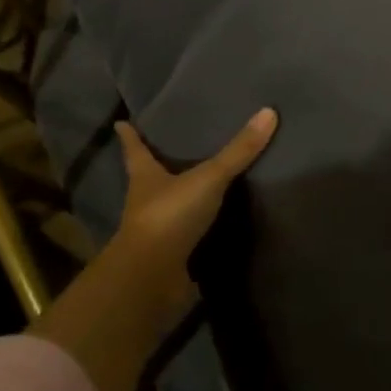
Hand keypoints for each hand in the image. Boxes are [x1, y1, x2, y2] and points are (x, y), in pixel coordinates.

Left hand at [112, 109, 278, 269]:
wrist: (153, 279)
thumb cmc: (170, 216)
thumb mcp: (208, 178)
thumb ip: (238, 151)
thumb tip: (269, 111)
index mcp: (145, 177)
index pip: (134, 150)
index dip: (129, 136)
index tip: (121, 123)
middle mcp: (146, 202)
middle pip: (150, 178)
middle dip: (158, 165)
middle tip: (172, 146)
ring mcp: (157, 233)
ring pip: (169, 208)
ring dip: (182, 199)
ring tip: (201, 183)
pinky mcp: (172, 258)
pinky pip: (188, 238)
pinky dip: (200, 232)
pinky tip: (217, 226)